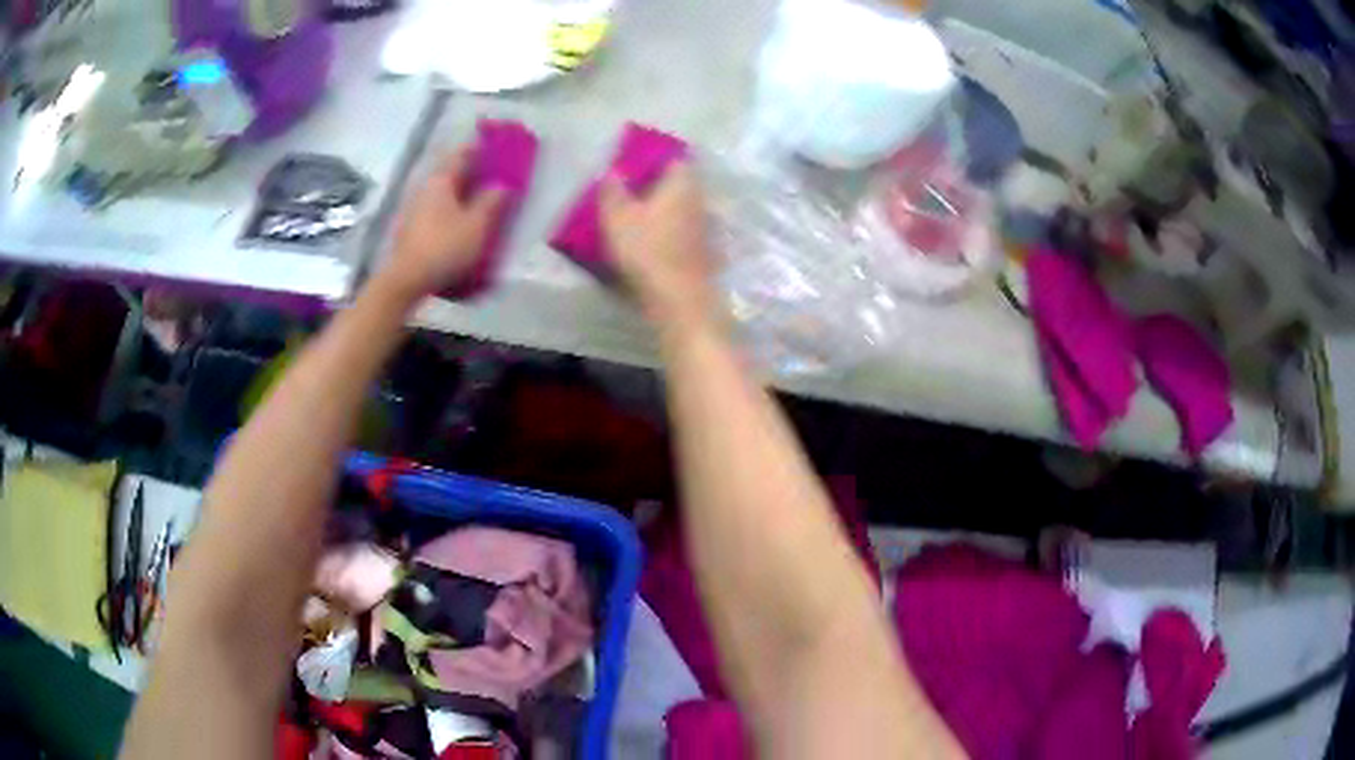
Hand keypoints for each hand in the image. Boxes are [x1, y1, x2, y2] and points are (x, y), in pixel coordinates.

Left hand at [378, 147, 503, 302]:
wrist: (405, 280)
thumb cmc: (444, 248)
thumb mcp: (477, 225)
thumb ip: (492, 201)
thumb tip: (502, 184)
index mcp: (442, 179)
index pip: (463, 152)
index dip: (480, 147)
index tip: (496, 145)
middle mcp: (425, 186)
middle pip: (451, 171)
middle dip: (471, 170)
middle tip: (492, 173)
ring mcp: (414, 206)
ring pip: (442, 190)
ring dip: (459, 191)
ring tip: (479, 198)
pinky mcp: (410, 227)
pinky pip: (435, 208)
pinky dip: (449, 208)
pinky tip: (459, 220)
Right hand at [601, 162, 718, 334]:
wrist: (679, 299)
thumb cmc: (647, 250)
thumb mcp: (617, 217)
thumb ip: (612, 191)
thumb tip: (611, 171)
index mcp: (682, 183)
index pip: (674, 158)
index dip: (654, 158)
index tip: (634, 164)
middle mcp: (699, 199)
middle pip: (680, 183)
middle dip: (658, 184)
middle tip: (631, 190)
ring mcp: (705, 226)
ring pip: (682, 207)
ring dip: (664, 208)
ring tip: (637, 215)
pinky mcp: (704, 250)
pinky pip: (683, 229)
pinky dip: (670, 230)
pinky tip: (652, 240)